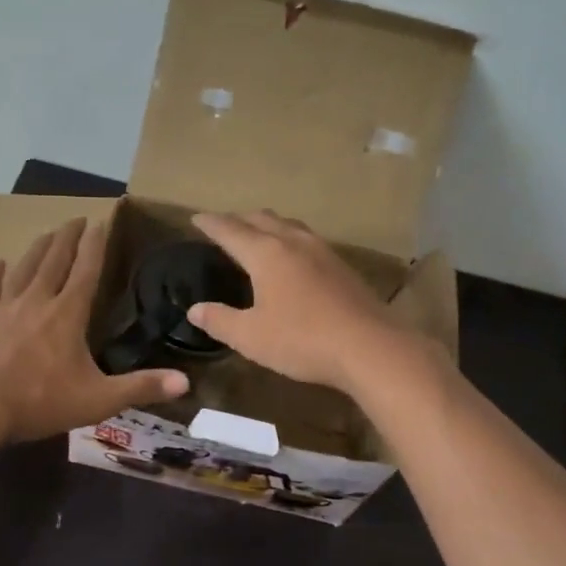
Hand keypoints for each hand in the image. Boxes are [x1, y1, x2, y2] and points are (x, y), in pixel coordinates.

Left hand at [0, 218, 189, 445]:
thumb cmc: (39, 403)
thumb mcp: (97, 400)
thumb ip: (140, 387)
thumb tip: (185, 382)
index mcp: (67, 314)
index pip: (86, 271)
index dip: (95, 245)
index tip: (101, 222)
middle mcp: (37, 301)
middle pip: (54, 260)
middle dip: (68, 238)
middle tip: (76, 219)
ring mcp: (3, 307)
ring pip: (23, 267)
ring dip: (37, 248)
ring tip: (47, 233)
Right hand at [187, 211, 411, 392]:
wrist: (370, 348)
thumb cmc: (302, 340)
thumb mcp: (251, 337)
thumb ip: (220, 320)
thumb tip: (195, 310)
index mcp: (266, 253)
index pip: (230, 230)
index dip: (211, 223)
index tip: (196, 218)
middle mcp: (293, 242)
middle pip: (261, 219)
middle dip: (238, 219)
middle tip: (223, 225)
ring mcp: (322, 251)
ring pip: (288, 225)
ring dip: (268, 224)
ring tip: (257, 233)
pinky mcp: (342, 266)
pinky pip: (307, 239)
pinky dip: (289, 238)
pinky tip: (294, 256)